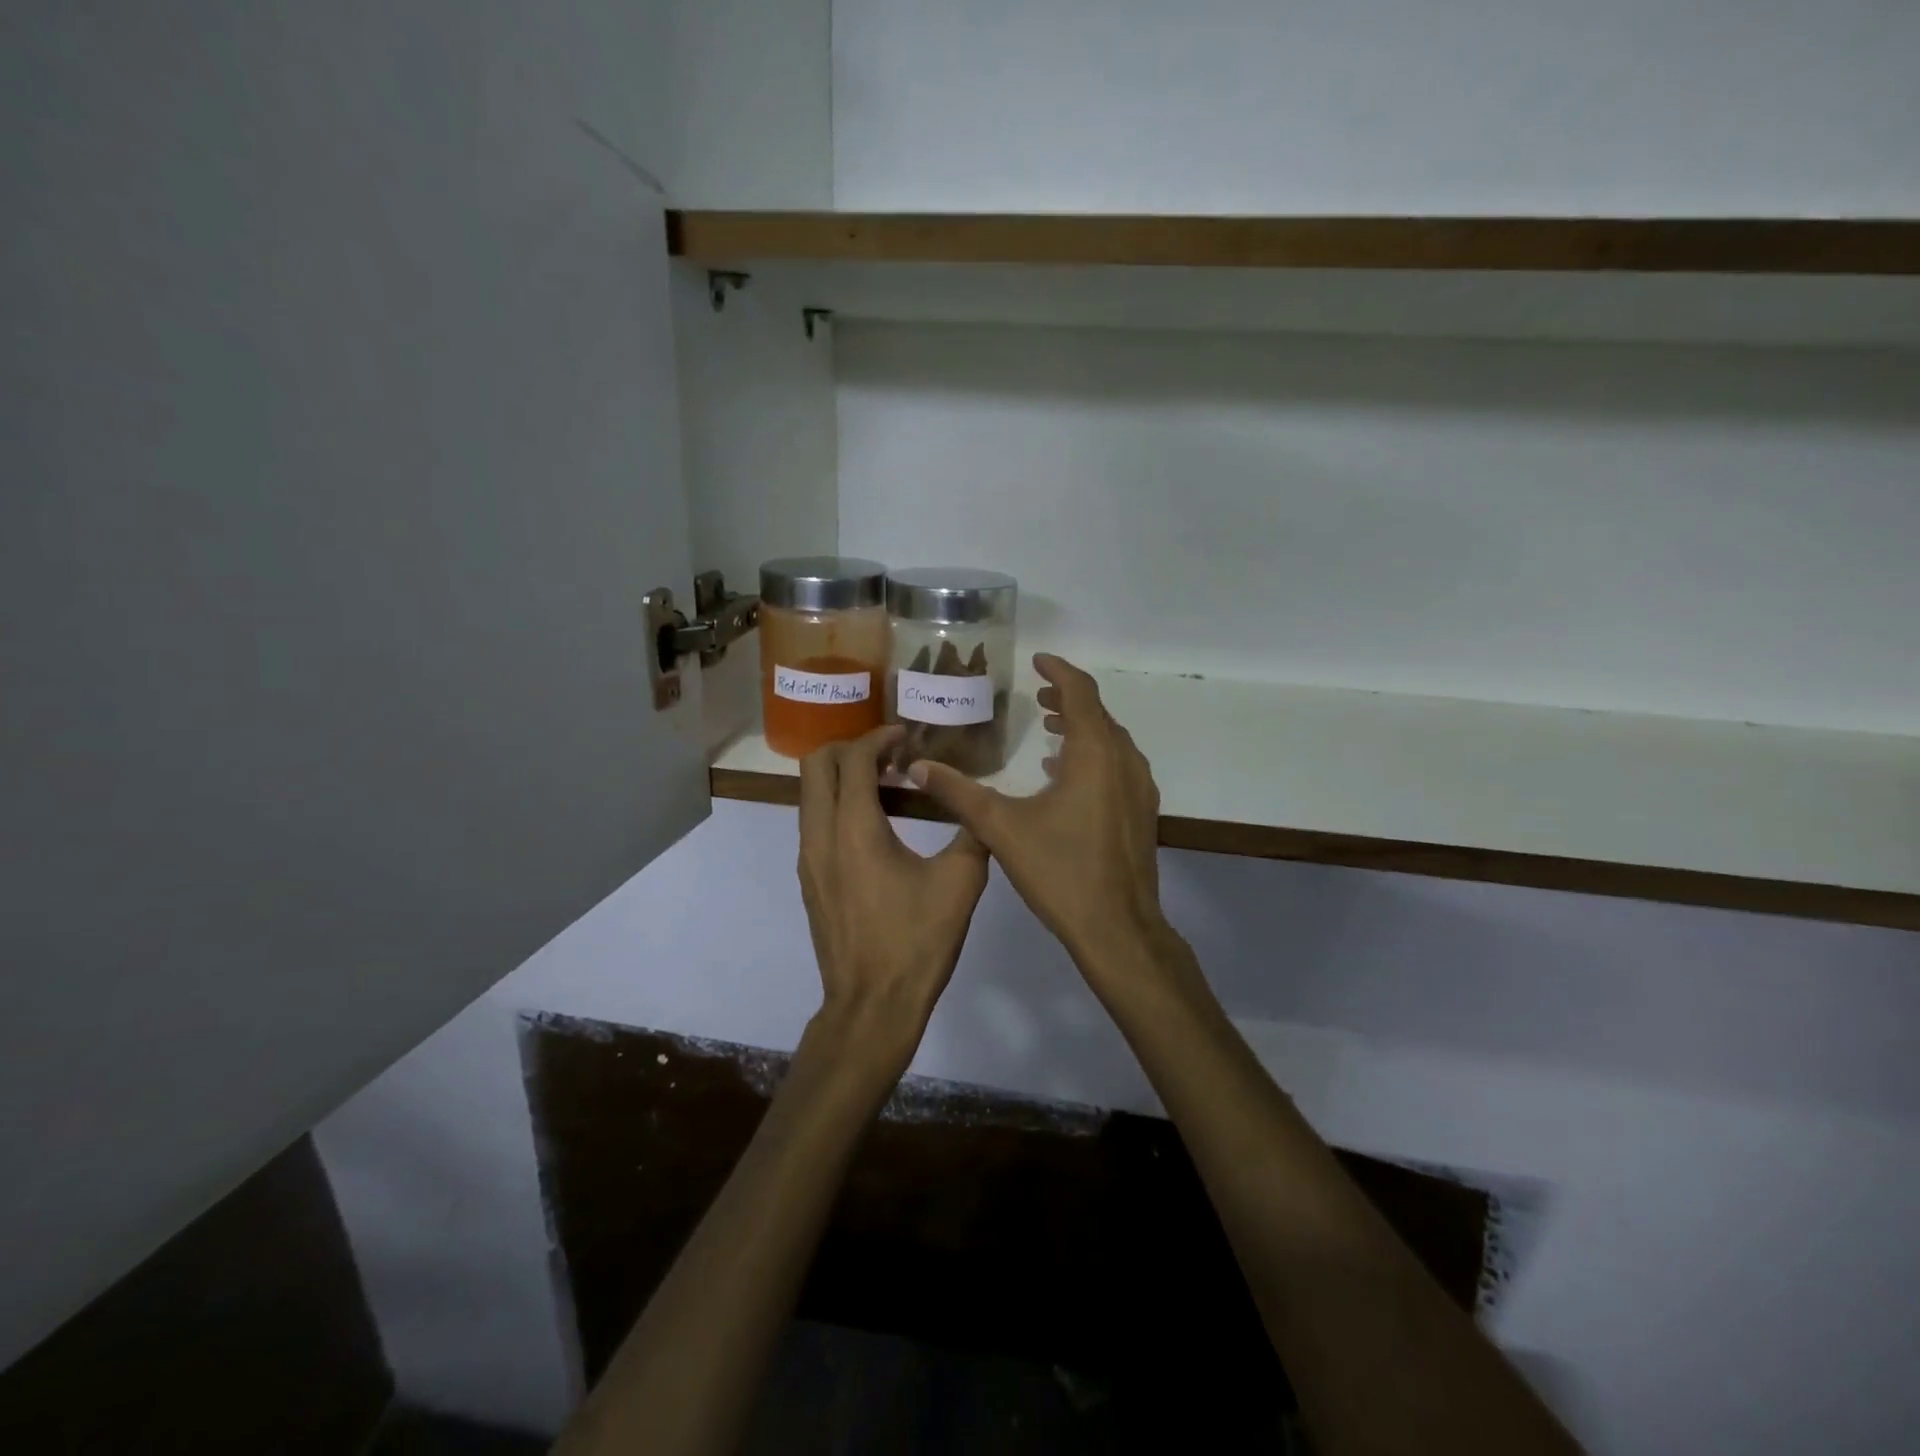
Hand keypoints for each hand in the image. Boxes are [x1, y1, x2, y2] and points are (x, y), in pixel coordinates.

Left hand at [798, 725, 989, 1071]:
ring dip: (842, 777)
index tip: (907, 736)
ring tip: (888, 786)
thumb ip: (972, 832)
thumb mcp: (960, 883)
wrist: (872, 1006)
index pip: (853, 758)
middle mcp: (820, 836)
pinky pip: (814, 822)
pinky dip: (838, 805)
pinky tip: (876, 826)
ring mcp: (809, 860)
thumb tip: (978, 804)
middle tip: (892, 756)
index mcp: (854, 829)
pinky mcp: (810, 880)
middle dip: (851, 748)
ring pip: (810, 794)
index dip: (879, 738)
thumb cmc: (916, 942)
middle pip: (815, 766)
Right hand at [908, 655, 1171, 976]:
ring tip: (1049, 728)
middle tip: (1037, 696)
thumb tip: (917, 767)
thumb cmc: (1060, 871)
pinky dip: (1092, 757)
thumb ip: (958, 793)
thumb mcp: (1001, 828)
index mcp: (1094, 754)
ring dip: (1081, 728)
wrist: (1118, 928)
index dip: (1059, 672)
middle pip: (1098, 714)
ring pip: (1111, 741)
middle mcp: (1123, 762)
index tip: (1037, 661)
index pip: (1081, 692)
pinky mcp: (1142, 814)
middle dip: (1067, 699)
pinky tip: (1063, 777)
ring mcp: (1139, 789)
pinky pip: (1118, 767)